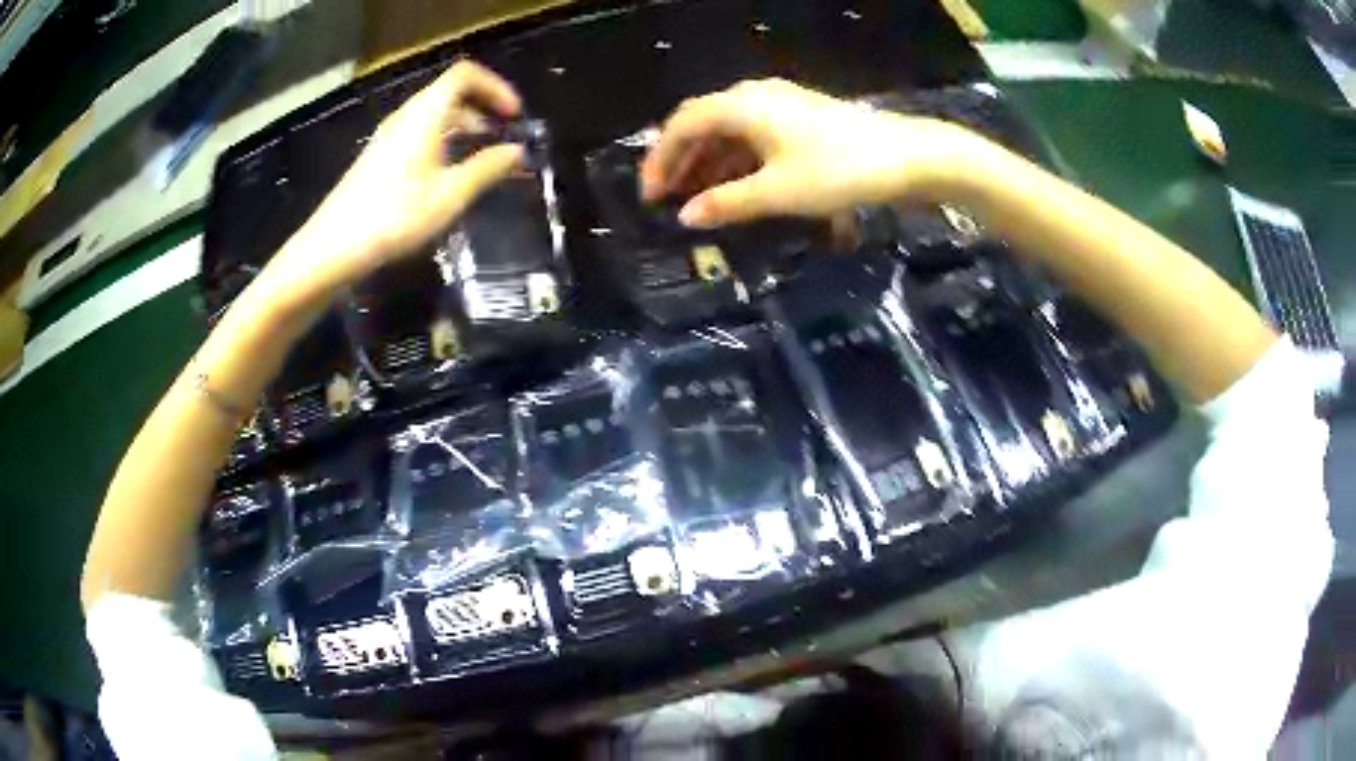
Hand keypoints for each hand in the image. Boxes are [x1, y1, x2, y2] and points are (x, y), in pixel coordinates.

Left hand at [263, 60, 525, 310]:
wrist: (334, 246)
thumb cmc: (396, 216)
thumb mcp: (450, 195)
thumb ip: (487, 168)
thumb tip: (517, 151)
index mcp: (425, 113)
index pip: (465, 75)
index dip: (495, 87)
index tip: (514, 115)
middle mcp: (406, 116)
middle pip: (450, 94)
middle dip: (482, 109)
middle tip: (503, 137)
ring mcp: (389, 137)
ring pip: (434, 116)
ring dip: (463, 128)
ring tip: (481, 159)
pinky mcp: (379, 157)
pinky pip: (419, 135)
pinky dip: (443, 143)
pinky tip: (448, 176)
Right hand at [640, 79, 991, 226]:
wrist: (907, 157)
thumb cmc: (838, 170)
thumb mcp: (777, 192)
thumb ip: (727, 202)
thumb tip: (686, 216)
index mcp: (742, 106)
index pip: (683, 124)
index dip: (660, 158)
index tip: (650, 195)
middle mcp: (755, 96)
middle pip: (703, 123)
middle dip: (682, 159)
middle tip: (667, 198)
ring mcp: (781, 104)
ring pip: (730, 130)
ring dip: (709, 161)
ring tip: (696, 198)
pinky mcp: (801, 117)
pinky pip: (754, 134)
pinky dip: (737, 159)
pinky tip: (737, 185)